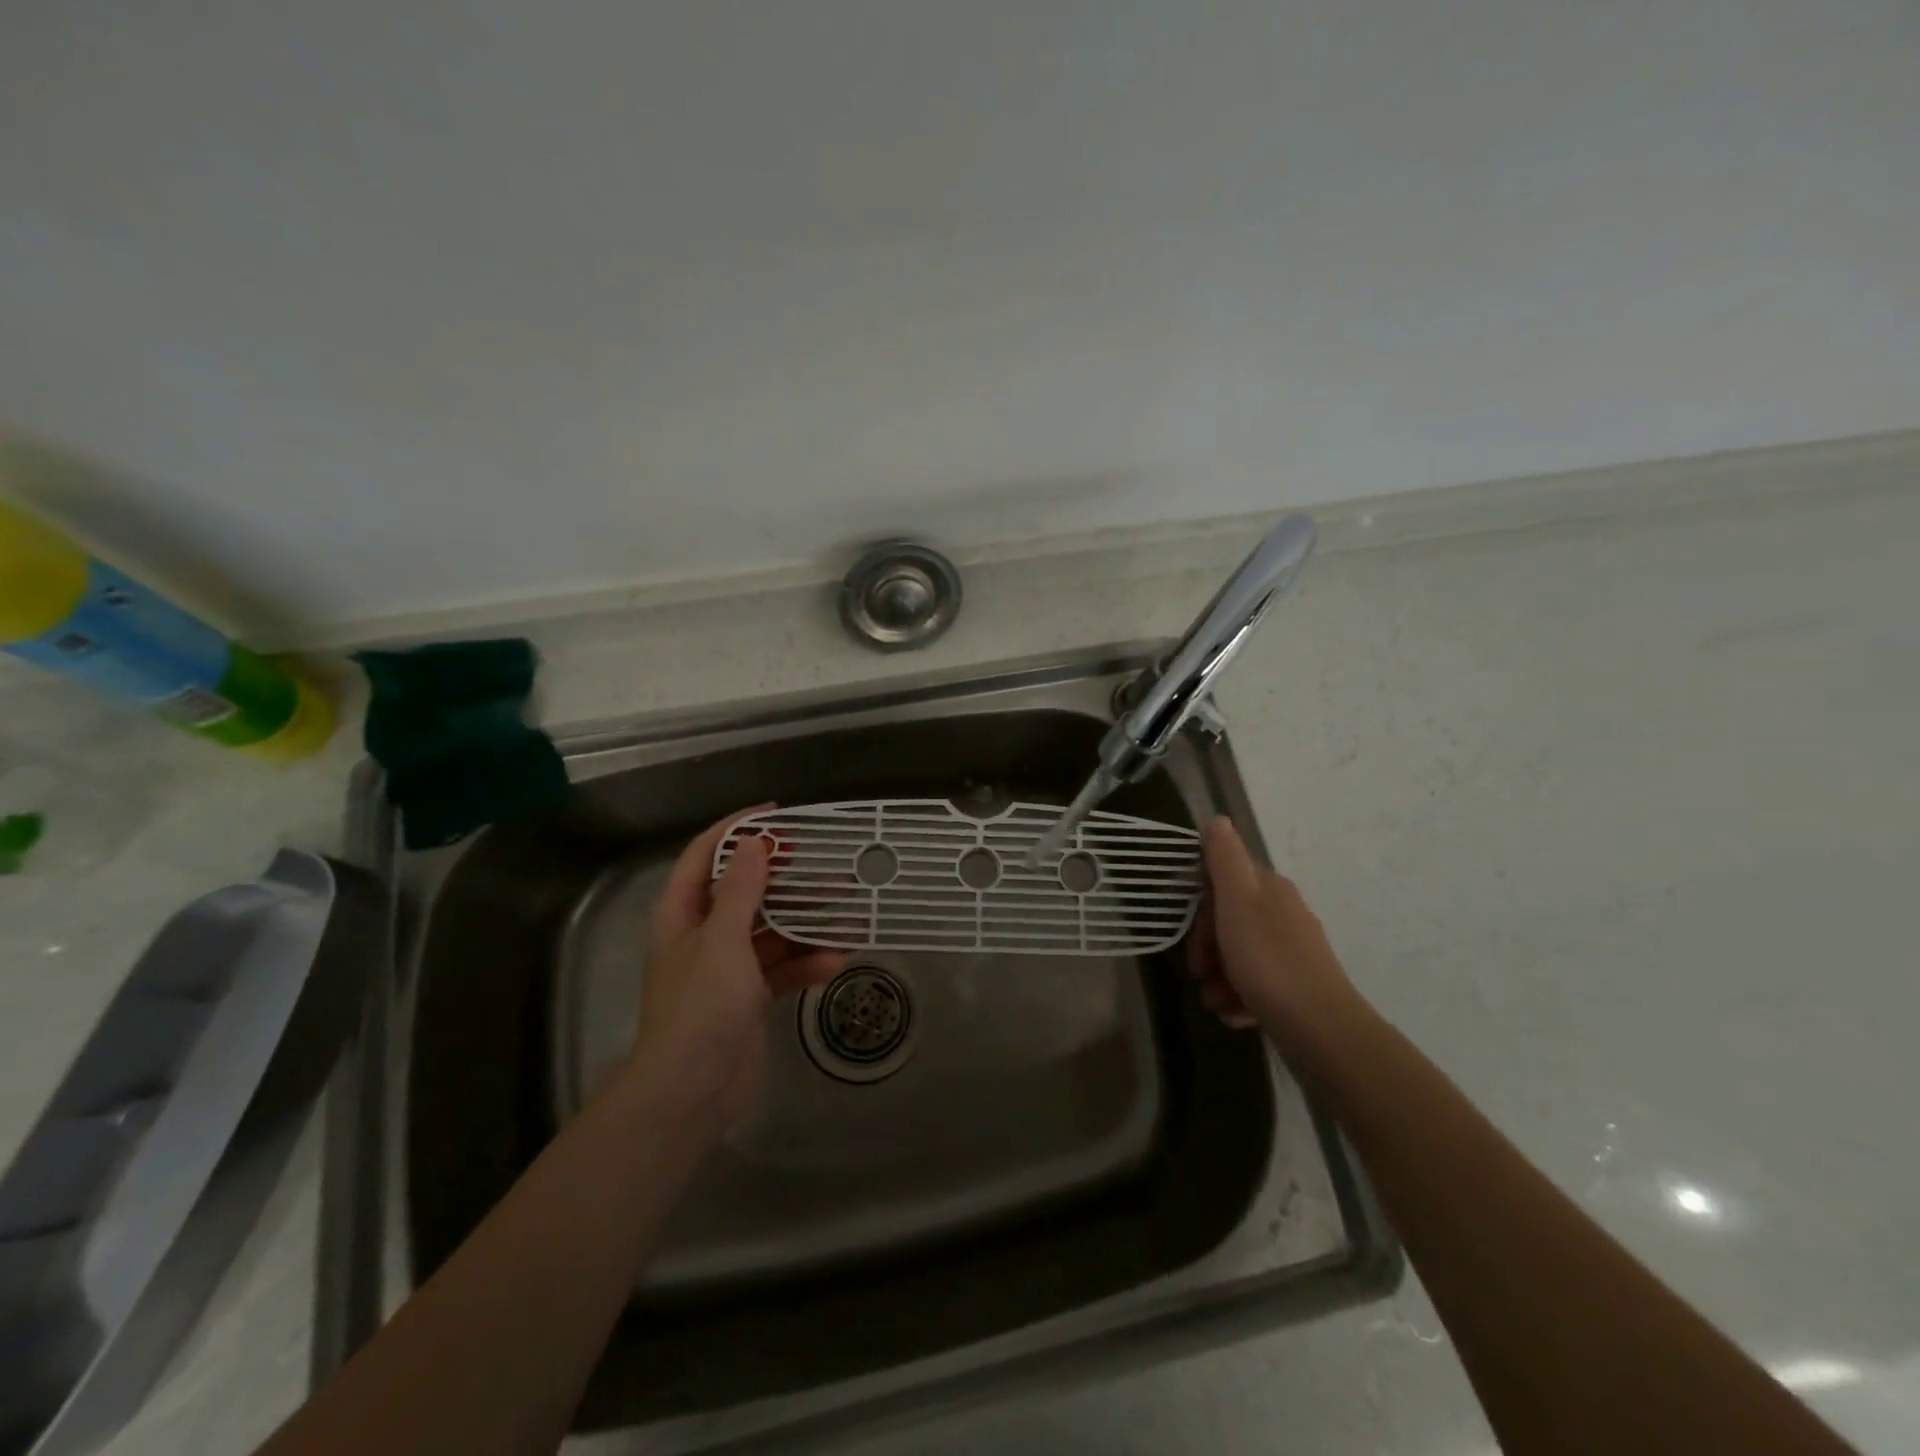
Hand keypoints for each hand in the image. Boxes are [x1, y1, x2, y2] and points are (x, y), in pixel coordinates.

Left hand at [622, 806, 846, 1133]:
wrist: (691, 1091)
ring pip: (772, 931)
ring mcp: (728, 967)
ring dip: (807, 924)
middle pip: (747, 891)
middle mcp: (704, 934)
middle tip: (823, 864)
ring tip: (848, 914)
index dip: (737, 830)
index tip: (777, 816)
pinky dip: (806, 963)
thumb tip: (755, 841)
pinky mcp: (750, 996)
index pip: (706, 855)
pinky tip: (835, 961)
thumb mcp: (723, 940)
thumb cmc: (700, 1005)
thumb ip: (742, 890)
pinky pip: (783, 968)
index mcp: (683, 913)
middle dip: (785, 879)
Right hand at [1186, 817, 1371, 1061]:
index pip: (1224, 878)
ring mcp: (1291, 952)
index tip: (1190, 928)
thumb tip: (1218, 819)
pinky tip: (1234, 1013)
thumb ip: (1225, 859)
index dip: (1200, 902)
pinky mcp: (1295, 987)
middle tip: (1198, 971)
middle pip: (1228, 919)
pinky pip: (1255, 984)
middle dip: (1206, 945)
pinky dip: (1239, 997)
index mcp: (1270, 889)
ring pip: (1239, 954)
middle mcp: (1283, 914)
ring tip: (1214, 1001)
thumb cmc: (1269, 962)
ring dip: (1218, 977)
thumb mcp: (1238, 902)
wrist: (1321, 1030)